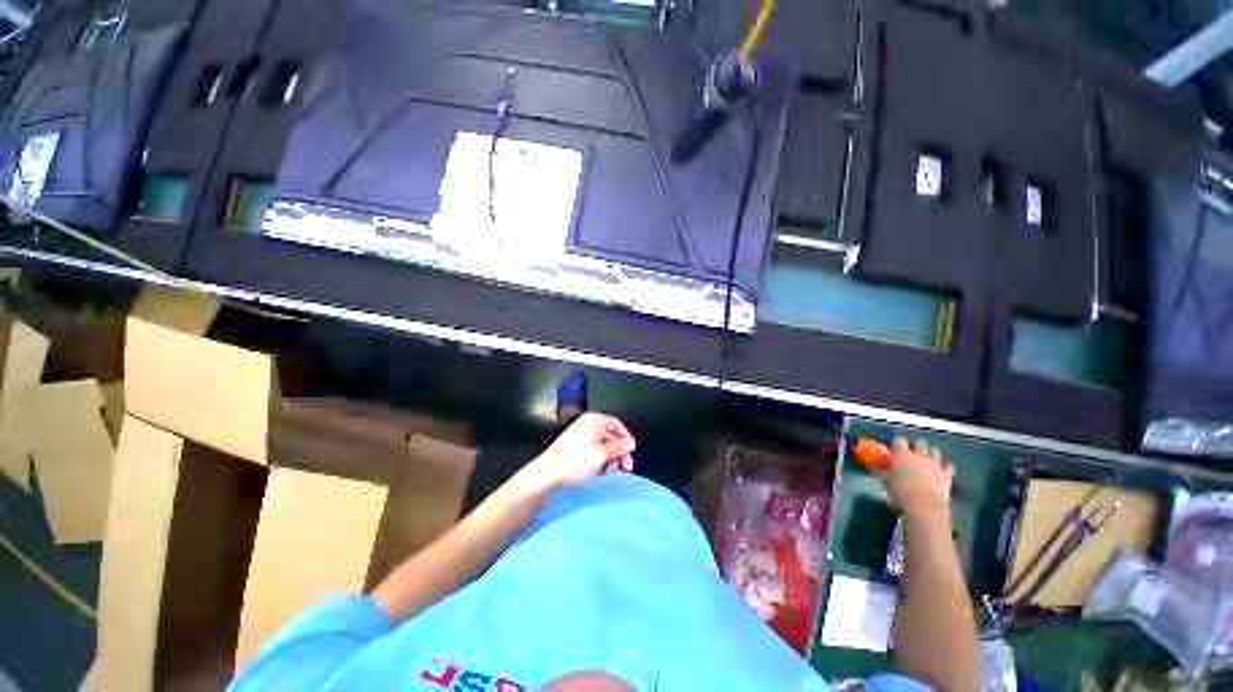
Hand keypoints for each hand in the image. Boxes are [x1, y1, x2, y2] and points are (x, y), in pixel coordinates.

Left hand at [533, 413, 635, 487]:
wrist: (547, 474)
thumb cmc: (577, 461)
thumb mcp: (602, 454)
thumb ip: (619, 447)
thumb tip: (631, 443)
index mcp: (595, 420)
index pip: (617, 425)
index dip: (626, 439)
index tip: (630, 454)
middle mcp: (588, 424)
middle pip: (611, 436)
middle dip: (618, 453)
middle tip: (624, 469)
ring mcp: (580, 435)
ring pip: (603, 446)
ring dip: (609, 459)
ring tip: (606, 472)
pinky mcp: (575, 447)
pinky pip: (593, 450)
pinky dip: (599, 460)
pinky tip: (597, 472)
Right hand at [879, 437, 953, 519]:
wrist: (924, 505)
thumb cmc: (900, 492)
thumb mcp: (885, 481)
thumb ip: (884, 471)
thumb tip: (881, 469)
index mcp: (901, 454)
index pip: (899, 440)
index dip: (897, 442)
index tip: (895, 447)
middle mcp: (919, 455)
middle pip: (919, 442)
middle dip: (915, 444)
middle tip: (911, 451)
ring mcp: (934, 463)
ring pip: (934, 450)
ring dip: (930, 452)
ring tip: (925, 458)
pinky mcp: (946, 474)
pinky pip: (948, 465)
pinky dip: (944, 465)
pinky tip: (940, 469)